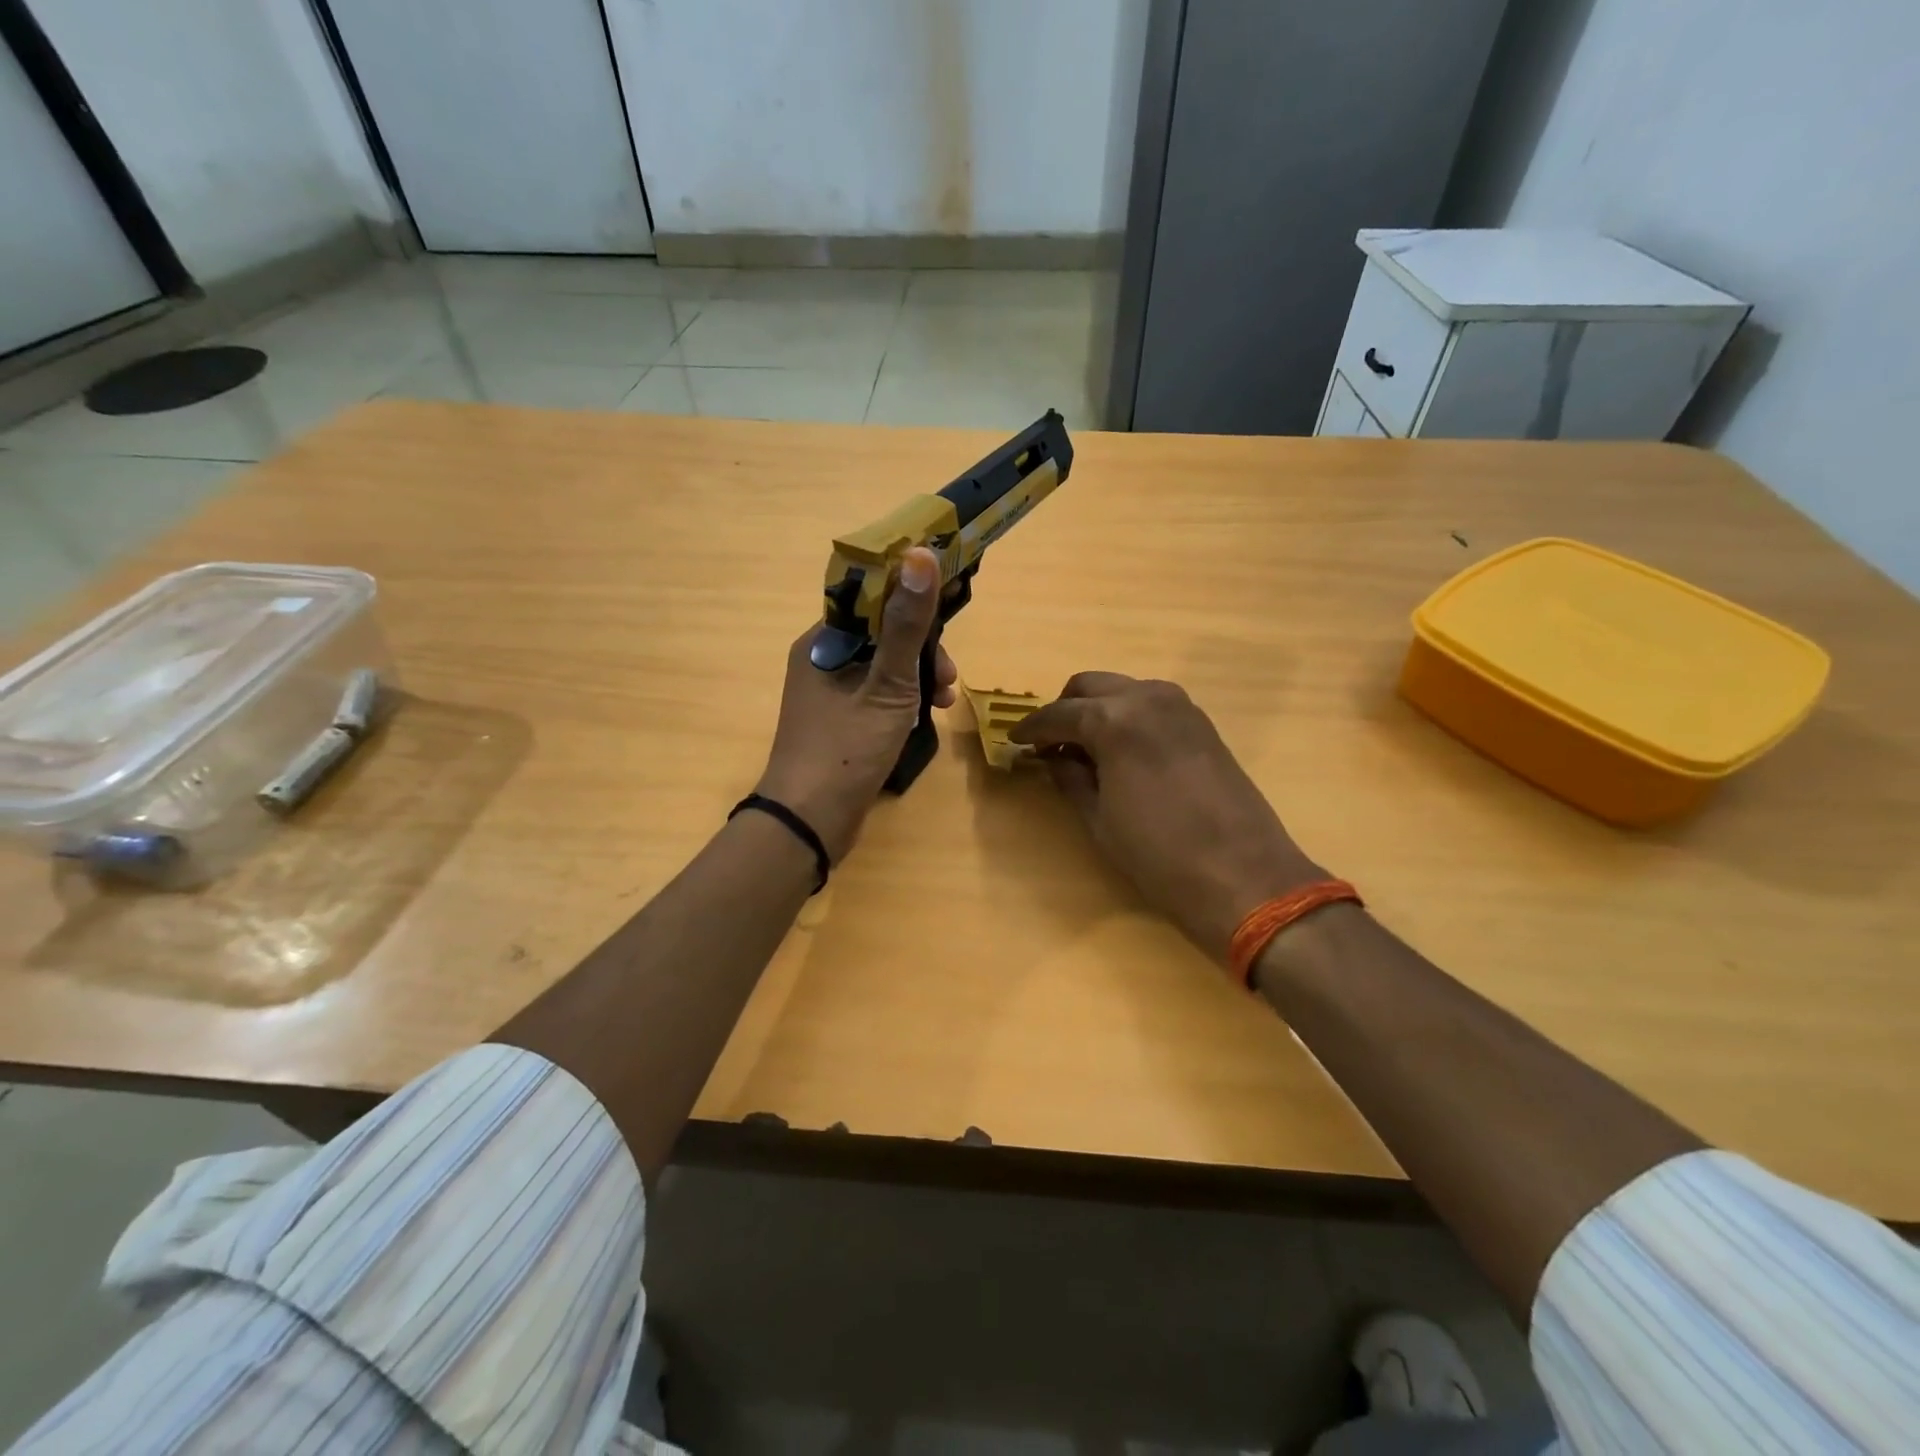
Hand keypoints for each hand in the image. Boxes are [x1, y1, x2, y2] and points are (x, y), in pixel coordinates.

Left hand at [755, 547, 957, 861]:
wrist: (809, 822)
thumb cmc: (846, 749)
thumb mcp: (887, 685)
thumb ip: (906, 625)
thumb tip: (919, 555)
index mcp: (822, 642)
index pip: (871, 600)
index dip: (911, 603)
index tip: (946, 620)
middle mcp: (821, 660)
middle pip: (880, 635)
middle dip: (921, 651)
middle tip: (948, 678)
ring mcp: (828, 693)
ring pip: (882, 667)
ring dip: (917, 678)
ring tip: (943, 703)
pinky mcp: (838, 721)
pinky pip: (876, 695)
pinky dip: (901, 701)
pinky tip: (923, 720)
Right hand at [1010, 673, 1324, 960]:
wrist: (1244, 876)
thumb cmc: (1159, 855)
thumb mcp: (1100, 819)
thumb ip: (1071, 778)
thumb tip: (1052, 757)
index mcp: (1115, 720)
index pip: (1059, 714)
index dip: (1032, 729)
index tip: (1013, 741)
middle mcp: (1147, 698)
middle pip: (1090, 686)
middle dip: (1064, 710)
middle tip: (1049, 743)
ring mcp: (1181, 706)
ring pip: (1123, 690)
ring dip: (1097, 709)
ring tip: (1084, 748)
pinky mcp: (1202, 723)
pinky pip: (1151, 704)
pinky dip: (1127, 716)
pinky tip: (1121, 750)